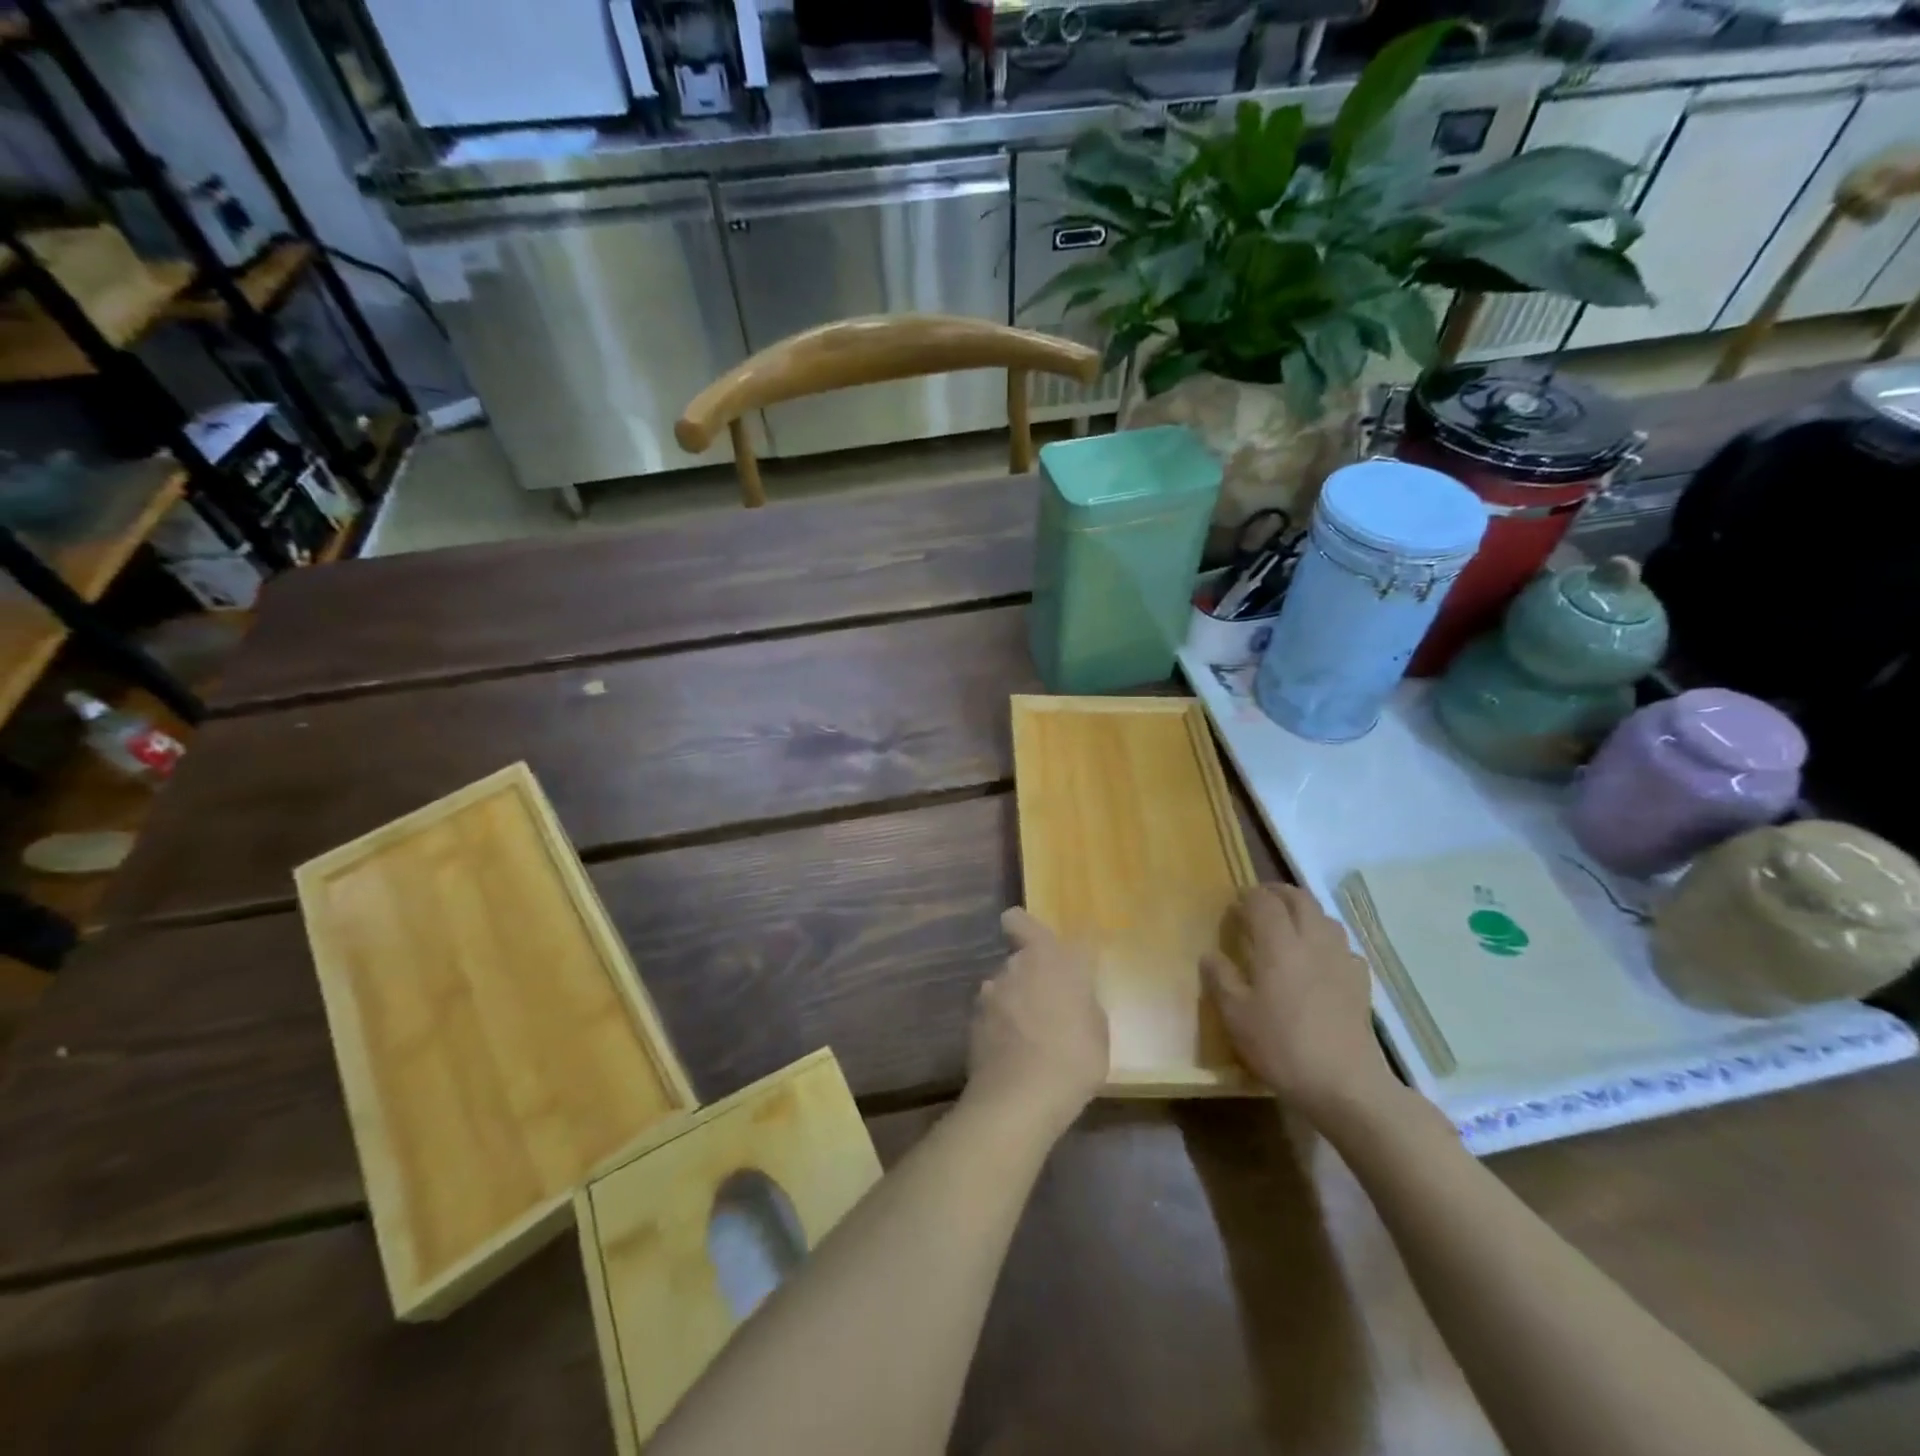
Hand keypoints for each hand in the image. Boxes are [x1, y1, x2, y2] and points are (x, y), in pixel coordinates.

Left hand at [966, 908, 1108, 1137]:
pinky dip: (1000, 1028)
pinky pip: (991, 1016)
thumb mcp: (1097, 1028)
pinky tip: (1013, 1055)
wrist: (1020, 1099)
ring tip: (1030, 1039)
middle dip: (1030, 976)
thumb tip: (1071, 996)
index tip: (1041, 950)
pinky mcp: (973, 1022)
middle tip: (1049, 1008)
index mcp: (1048, 956)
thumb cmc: (1074, 1058)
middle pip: (1018, 959)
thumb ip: (1081, 1000)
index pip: (1019, 920)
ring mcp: (989, 993)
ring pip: (1003, 987)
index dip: (1024, 930)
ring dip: (1013, 1003)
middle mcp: (1014, 965)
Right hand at [1203, 883, 1396, 1119]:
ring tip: (1288, 925)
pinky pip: (1343, 946)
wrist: (1345, 1084)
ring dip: (1304, 911)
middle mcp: (1313, 941)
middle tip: (1259, 902)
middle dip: (1277, 893)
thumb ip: (1221, 979)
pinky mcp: (1360, 982)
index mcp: (1278, 944)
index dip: (1247, 896)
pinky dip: (1327, 941)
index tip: (1234, 905)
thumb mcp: (1236, 1016)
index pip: (1263, 901)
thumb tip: (1210, 955)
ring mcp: (1341, 959)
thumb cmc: (1281, 1046)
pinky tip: (1320, 959)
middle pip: (1299, 899)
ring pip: (1325, 917)